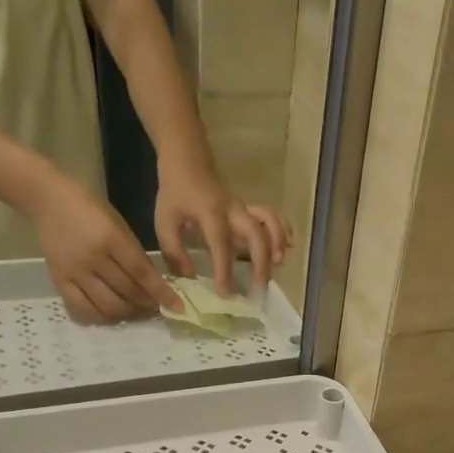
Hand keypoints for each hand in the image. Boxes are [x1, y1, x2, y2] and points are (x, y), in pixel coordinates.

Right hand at [34, 176, 181, 321]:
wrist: (47, 200)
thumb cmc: (89, 207)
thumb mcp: (118, 224)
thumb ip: (134, 253)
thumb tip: (151, 284)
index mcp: (111, 238)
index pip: (142, 273)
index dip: (161, 293)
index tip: (177, 307)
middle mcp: (93, 258)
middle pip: (127, 292)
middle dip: (146, 303)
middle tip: (155, 305)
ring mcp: (74, 272)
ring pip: (107, 305)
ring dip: (127, 312)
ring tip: (135, 309)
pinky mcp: (59, 281)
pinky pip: (82, 309)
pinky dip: (100, 315)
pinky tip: (110, 312)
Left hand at [153, 158, 291, 297]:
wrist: (187, 159)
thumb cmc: (175, 192)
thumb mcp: (164, 221)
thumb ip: (175, 251)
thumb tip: (190, 276)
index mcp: (211, 214)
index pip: (221, 246)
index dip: (225, 271)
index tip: (226, 293)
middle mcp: (233, 210)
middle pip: (256, 234)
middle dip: (261, 261)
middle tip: (260, 286)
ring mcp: (244, 207)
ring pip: (269, 221)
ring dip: (277, 243)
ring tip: (278, 264)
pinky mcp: (248, 207)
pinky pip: (271, 215)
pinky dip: (283, 229)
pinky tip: (288, 246)